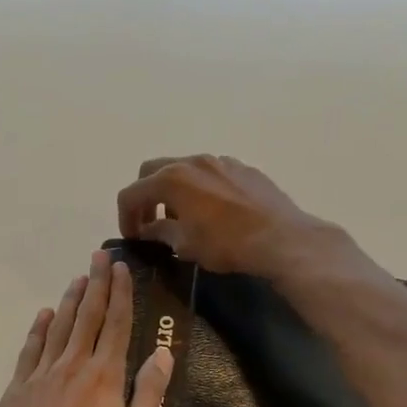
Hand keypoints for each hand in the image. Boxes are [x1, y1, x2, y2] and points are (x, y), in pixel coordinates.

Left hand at [0, 250, 173, 406]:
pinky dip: (38, 328)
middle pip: (88, 315)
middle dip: (96, 284)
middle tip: (99, 255)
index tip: (120, 267)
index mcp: (105, 374)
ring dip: (70, 300)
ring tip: (78, 277)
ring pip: (59, 326)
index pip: (117, 323)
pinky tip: (44, 314)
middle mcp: (73, 363)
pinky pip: (31, 348)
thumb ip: (150, 391)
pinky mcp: (18, 386)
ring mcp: (42, 373)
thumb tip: (163, 352)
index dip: (121, 293)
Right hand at [116, 155, 348, 279]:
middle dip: (145, 196)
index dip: (125, 216)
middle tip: (150, 222)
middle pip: (152, 171)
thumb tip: (149, 230)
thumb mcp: (185, 245)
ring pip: (184, 169)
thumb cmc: (226, 244)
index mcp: (171, 179)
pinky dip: (200, 188)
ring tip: (182, 218)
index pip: (131, 193)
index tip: (133, 237)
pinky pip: (211, 173)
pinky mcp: (243, 168)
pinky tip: (212, 212)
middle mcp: (192, 161)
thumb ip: (161, 233)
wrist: (282, 238)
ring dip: (173, 191)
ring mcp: (220, 161)